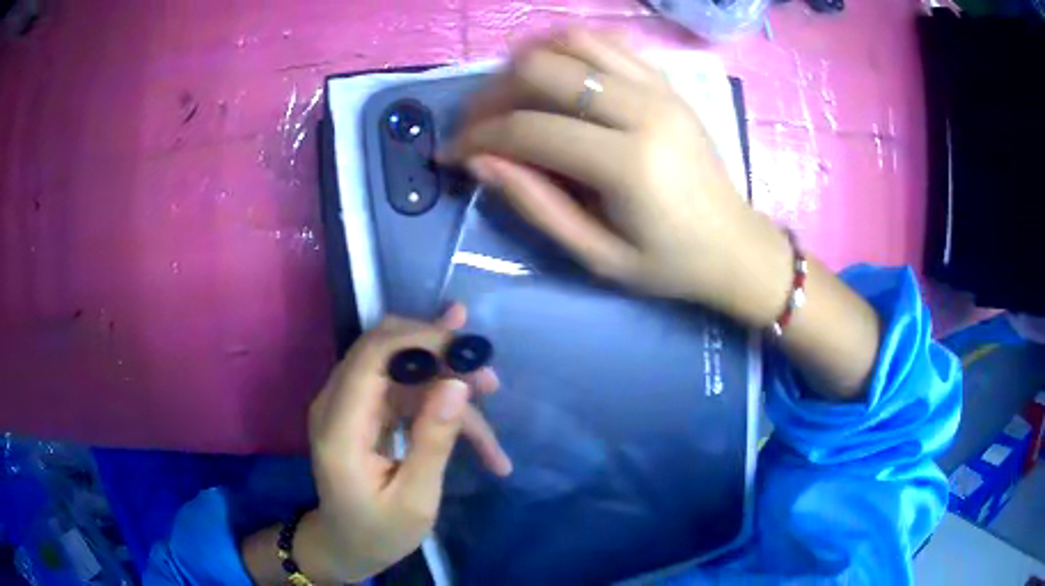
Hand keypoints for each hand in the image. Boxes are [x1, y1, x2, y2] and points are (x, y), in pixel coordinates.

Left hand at [305, 306, 510, 581]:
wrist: (345, 545)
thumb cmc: (379, 532)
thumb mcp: (415, 499)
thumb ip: (433, 441)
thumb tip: (457, 384)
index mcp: (341, 427)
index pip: (372, 355)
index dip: (419, 339)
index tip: (467, 348)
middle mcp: (336, 404)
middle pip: (384, 349)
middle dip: (438, 352)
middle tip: (487, 375)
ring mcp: (348, 406)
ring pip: (400, 368)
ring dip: (445, 377)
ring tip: (491, 391)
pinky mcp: (362, 413)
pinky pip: (402, 390)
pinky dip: (438, 401)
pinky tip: (476, 426)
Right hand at [442, 30, 788, 325]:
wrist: (735, 246)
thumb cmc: (669, 264)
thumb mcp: (597, 256)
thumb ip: (536, 205)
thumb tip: (479, 160)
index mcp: (628, 164)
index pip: (530, 128)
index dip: (478, 137)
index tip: (452, 152)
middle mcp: (643, 110)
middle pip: (543, 69)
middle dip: (493, 93)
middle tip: (476, 123)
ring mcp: (659, 88)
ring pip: (572, 42)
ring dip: (527, 61)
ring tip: (509, 95)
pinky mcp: (667, 83)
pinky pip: (607, 43)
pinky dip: (568, 48)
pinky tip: (553, 74)